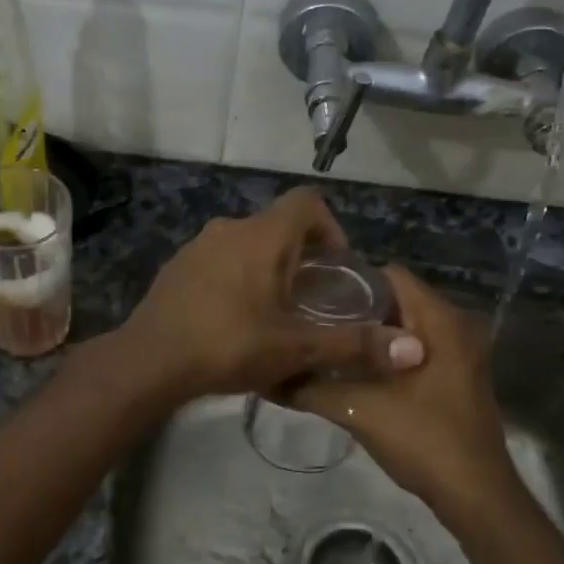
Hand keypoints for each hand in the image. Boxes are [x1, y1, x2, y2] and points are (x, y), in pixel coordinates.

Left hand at [117, 187, 424, 404]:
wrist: (149, 361)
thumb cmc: (228, 345)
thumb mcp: (296, 347)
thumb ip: (354, 345)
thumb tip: (414, 349)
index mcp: (262, 235)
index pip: (307, 202)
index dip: (331, 228)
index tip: (336, 268)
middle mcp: (230, 228)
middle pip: (279, 226)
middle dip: (302, 256)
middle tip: (313, 299)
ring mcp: (198, 246)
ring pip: (247, 244)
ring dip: (268, 268)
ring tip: (276, 313)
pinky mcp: (177, 267)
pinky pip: (220, 260)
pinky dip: (237, 277)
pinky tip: (235, 319)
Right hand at [288, 266, 516, 519]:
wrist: (475, 495)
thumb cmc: (424, 439)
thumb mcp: (360, 410)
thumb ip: (312, 387)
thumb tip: (268, 375)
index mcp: (440, 320)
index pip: (389, 275)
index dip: (349, 280)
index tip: (313, 294)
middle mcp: (456, 326)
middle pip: (396, 299)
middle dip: (354, 307)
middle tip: (311, 319)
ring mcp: (460, 352)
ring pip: (405, 325)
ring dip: (369, 333)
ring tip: (325, 342)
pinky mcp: (457, 376)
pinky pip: (416, 347)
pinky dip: (386, 352)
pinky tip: (354, 370)